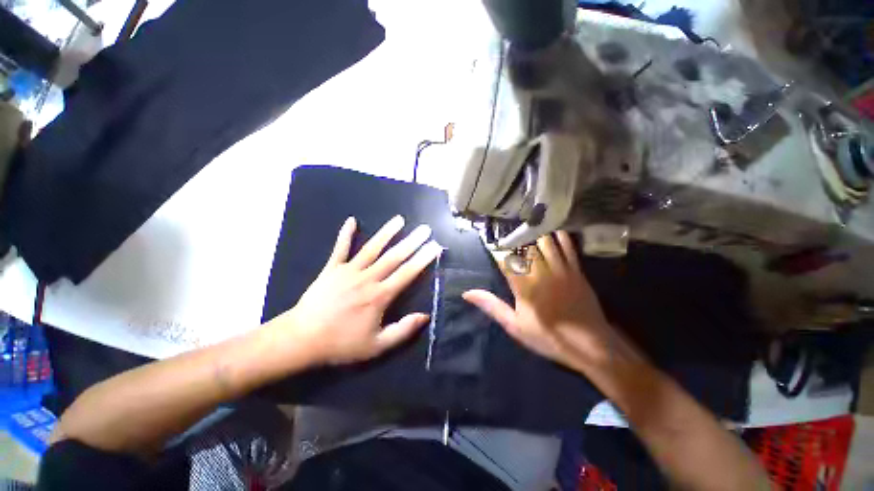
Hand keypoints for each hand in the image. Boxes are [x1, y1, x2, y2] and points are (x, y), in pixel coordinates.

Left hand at [271, 215, 442, 365]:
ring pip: (372, 248)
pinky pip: (340, 248)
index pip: (407, 273)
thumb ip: (403, 330)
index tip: (435, 246)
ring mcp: (348, 271)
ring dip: (387, 233)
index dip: (422, 259)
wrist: (302, 339)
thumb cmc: (341, 343)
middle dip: (412, 241)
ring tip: (399, 219)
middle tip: (425, 228)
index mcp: (379, 296)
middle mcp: (367, 279)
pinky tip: (352, 220)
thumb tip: (425, 316)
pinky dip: (346, 234)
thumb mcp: (376, 346)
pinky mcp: (331, 268)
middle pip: (394, 256)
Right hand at [463, 231, 618, 371]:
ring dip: (535, 232)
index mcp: (523, 285)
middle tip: (506, 227)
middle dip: (514, 236)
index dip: (495, 247)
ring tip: (526, 223)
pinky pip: (568, 246)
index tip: (488, 238)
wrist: (590, 346)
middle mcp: (540, 272)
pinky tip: (553, 229)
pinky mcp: (576, 270)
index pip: (505, 259)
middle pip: (525, 246)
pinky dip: (559, 236)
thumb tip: (467, 293)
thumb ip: (492, 306)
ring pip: (545, 242)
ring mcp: (561, 269)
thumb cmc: (548, 336)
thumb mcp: (515, 325)